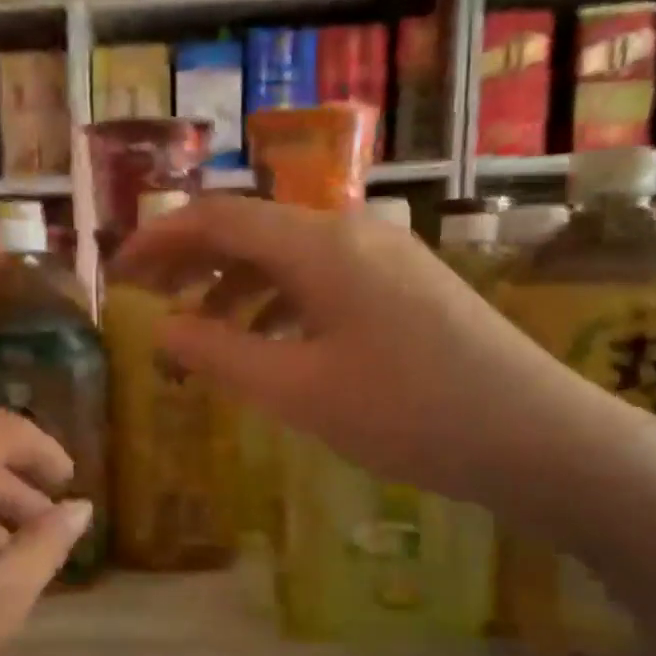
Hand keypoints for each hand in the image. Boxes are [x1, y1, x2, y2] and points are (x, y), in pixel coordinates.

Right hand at [114, 195, 631, 516]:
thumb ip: (217, 354)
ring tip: (200, 330)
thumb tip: (160, 328)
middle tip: (148, 297)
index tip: (118, 270)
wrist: (536, 436)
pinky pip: (321, 279)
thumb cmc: (407, 412)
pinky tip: (267, 341)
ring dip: (233, 285)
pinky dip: (277, 302)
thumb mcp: (296, 390)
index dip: (159, 238)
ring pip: (287, 256)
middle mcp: (351, 233)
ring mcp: (384, 257)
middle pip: (251, 229)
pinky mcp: (404, 287)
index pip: (218, 218)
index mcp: (320, 246)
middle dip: (192, 259)